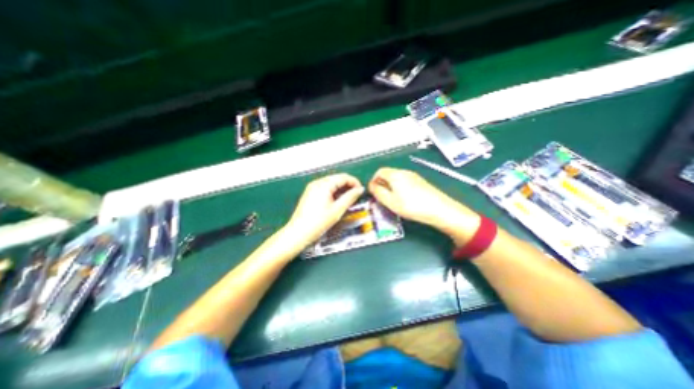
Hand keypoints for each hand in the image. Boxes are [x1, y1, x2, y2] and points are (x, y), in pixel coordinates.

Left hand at [284, 174, 364, 247]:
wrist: (298, 232)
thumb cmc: (318, 222)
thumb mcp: (337, 210)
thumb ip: (350, 197)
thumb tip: (359, 190)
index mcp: (324, 184)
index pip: (343, 177)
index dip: (354, 182)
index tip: (361, 191)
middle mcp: (317, 183)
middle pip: (337, 178)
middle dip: (348, 185)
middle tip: (356, 195)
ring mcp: (312, 187)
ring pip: (331, 183)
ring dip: (341, 189)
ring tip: (348, 199)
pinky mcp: (310, 193)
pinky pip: (325, 188)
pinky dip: (333, 192)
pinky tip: (337, 200)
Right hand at [368, 168, 483, 244]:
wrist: (439, 209)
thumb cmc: (412, 206)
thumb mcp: (390, 201)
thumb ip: (378, 192)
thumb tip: (371, 186)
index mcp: (395, 175)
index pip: (379, 171)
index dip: (373, 180)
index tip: (373, 191)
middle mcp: (404, 172)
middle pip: (388, 174)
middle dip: (382, 184)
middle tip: (381, 197)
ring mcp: (414, 176)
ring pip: (397, 178)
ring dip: (390, 186)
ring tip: (392, 200)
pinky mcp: (420, 182)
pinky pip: (405, 182)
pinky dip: (400, 188)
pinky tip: (404, 199)